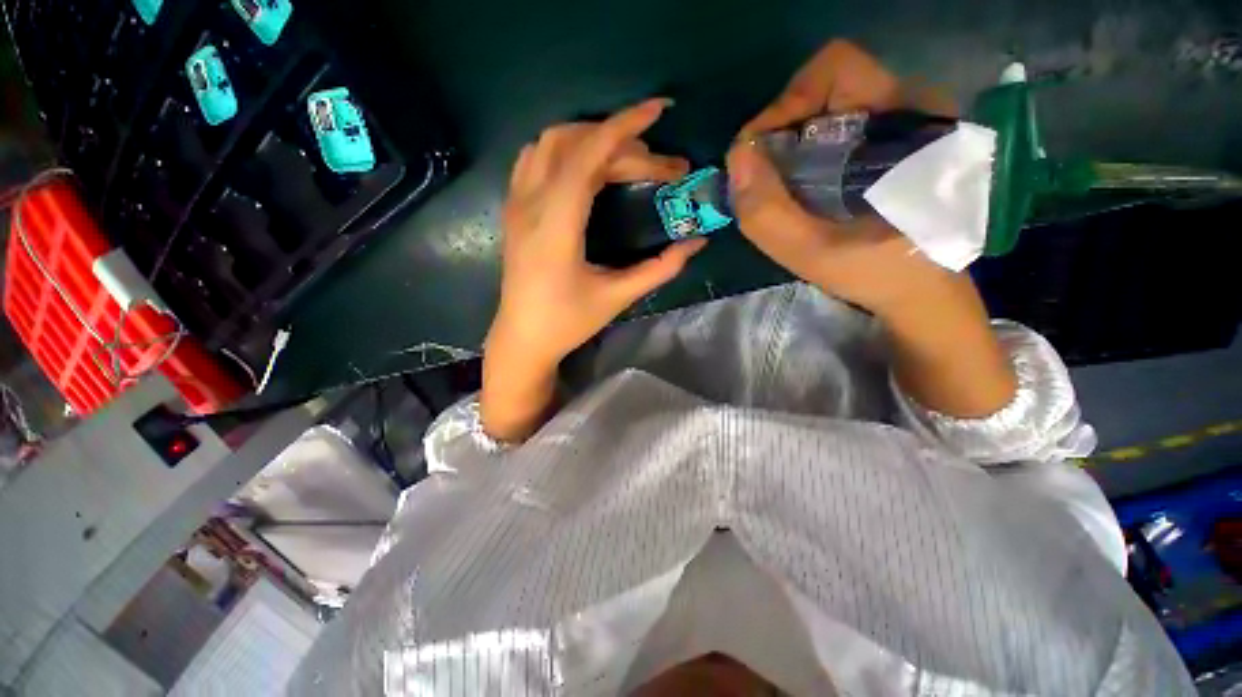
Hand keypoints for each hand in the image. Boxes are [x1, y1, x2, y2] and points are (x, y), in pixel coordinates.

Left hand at [483, 98, 705, 440]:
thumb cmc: (567, 322)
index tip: (659, 110)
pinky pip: (534, 158)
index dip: (625, 127)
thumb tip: (696, 243)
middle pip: (576, 146)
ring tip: (628, 161)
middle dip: (625, 147)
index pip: (588, 155)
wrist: (522, 338)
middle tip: (662, 169)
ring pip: (551, 143)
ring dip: (592, 140)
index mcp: (556, 226)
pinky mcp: (513, 209)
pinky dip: (566, 150)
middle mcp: (530, 204)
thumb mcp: (617, 297)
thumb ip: (659, 269)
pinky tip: (588, 168)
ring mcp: (516, 203)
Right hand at [729, 40, 1015, 417]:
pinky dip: (805, 152)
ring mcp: (903, 123)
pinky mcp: (894, 142)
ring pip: (829, 106)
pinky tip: (798, 188)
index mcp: (905, 125)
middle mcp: (910, 108)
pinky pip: (837, 127)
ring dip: (790, 142)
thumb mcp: (813, 254)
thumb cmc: (877, 273)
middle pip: (827, 86)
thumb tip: (735, 158)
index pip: (836, 69)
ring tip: (777, 186)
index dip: (786, 103)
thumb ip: (768, 213)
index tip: (758, 154)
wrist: (923, 290)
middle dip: (781, 128)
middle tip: (761, 175)